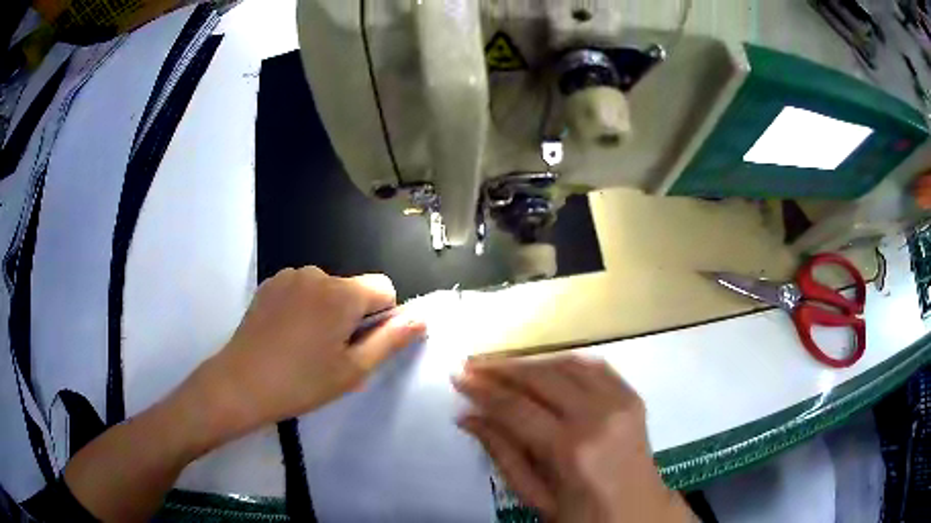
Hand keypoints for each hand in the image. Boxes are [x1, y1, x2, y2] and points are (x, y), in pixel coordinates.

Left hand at [191, 267, 425, 441]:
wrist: (241, 383)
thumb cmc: (302, 382)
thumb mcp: (353, 369)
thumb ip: (391, 339)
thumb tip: (421, 317)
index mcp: (343, 293)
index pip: (384, 288)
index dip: (382, 317)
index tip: (361, 345)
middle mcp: (318, 273)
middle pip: (353, 289)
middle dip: (351, 315)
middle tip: (331, 353)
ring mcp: (290, 276)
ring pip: (326, 289)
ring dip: (326, 310)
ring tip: (305, 345)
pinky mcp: (270, 283)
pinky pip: (301, 289)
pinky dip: (303, 306)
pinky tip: (286, 334)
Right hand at [454, 356, 694, 522]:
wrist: (639, 513)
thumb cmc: (582, 515)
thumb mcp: (534, 496)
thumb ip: (502, 453)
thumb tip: (467, 417)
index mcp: (571, 450)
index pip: (516, 408)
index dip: (483, 390)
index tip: (457, 378)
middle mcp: (598, 416)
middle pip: (541, 378)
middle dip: (502, 369)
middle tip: (472, 366)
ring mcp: (620, 402)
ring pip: (567, 364)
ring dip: (530, 361)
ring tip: (502, 366)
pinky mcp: (632, 396)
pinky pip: (594, 366)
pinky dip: (564, 361)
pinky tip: (544, 366)